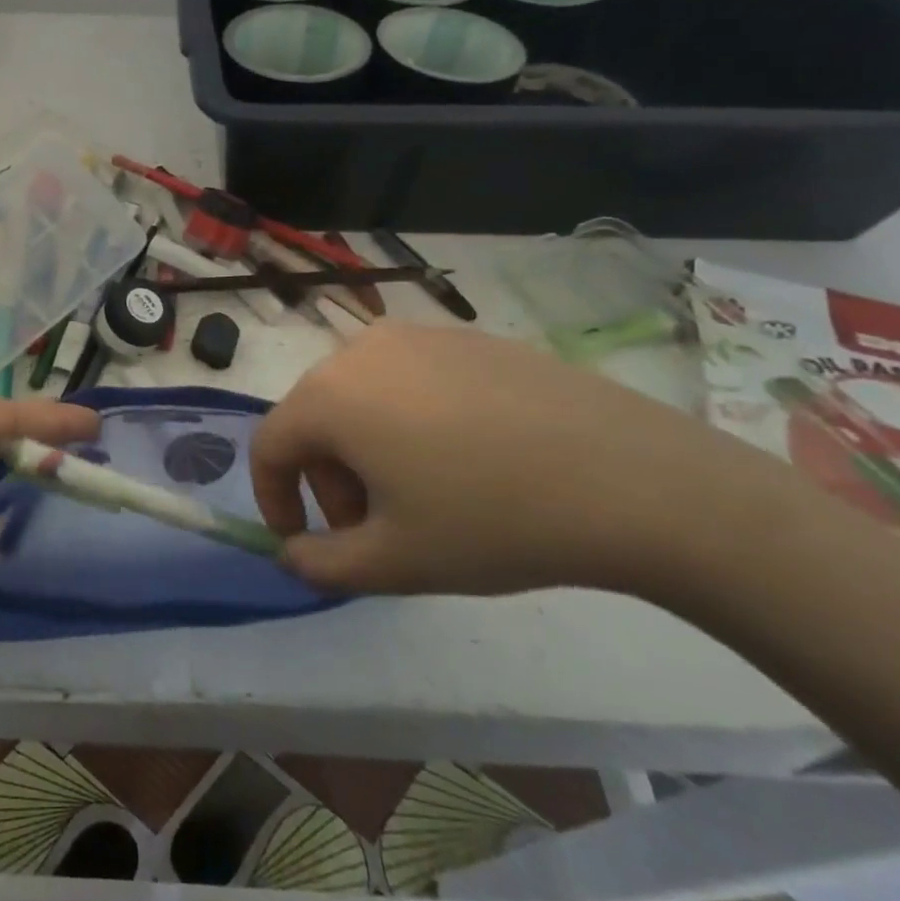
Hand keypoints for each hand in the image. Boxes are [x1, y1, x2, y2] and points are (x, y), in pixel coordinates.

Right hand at [251, 323, 777, 596]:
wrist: (631, 478)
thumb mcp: (394, 562)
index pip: (268, 445)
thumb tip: (292, 555)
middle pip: (315, 419)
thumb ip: (321, 564)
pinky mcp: (466, 338)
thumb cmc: (491, 521)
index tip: (302, 540)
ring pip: (361, 397)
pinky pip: (410, 381)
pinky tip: (467, 461)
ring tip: (420, 497)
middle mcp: (360, 350)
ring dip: (367, 450)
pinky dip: (409, 421)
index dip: (273, 498)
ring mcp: (417, 337)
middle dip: (329, 479)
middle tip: (373, 529)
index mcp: (329, 395)